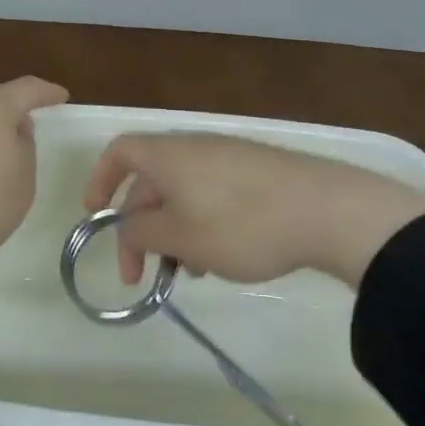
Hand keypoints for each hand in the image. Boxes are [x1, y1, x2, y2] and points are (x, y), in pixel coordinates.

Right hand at [82, 132, 424, 287]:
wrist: (328, 210)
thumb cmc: (240, 224)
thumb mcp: (180, 236)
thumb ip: (142, 232)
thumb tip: (130, 226)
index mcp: (167, 155)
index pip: (118, 152)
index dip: (99, 181)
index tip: (96, 218)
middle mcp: (194, 148)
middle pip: (150, 182)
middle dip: (139, 229)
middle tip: (141, 277)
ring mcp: (228, 158)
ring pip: (183, 194)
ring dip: (173, 232)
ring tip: (188, 273)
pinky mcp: (257, 174)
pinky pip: (213, 195)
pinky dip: (202, 224)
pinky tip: (220, 259)